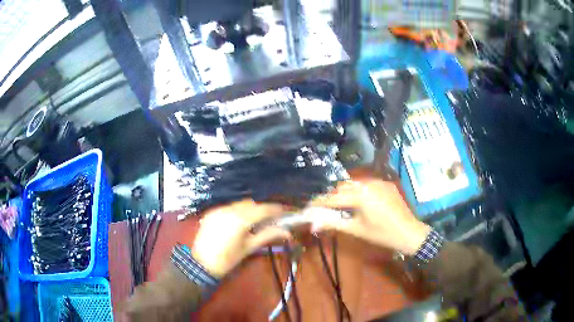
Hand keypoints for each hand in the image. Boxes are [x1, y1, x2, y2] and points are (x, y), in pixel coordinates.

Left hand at [191, 200, 290, 277]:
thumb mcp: (249, 248)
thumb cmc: (228, 259)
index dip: (274, 209)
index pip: (262, 209)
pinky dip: (237, 211)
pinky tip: (239, 221)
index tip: (283, 211)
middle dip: (262, 209)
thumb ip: (267, 235)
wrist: (201, 264)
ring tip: (255, 220)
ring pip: (239, 204)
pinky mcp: (211, 212)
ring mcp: (219, 210)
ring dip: (249, 209)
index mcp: (240, 219)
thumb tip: (286, 232)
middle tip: (270, 218)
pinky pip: (229, 207)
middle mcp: (229, 210)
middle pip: (251, 204)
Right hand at [310, 180, 430, 254]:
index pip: (334, 197)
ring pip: (355, 184)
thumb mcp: (357, 230)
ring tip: (341, 206)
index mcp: (361, 195)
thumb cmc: (382, 234)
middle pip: (343, 186)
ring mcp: (380, 181)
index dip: (319, 202)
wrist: (409, 232)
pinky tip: (359, 202)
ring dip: (345, 192)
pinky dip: (359, 191)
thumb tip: (314, 223)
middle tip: (325, 208)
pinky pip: (367, 184)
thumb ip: (334, 223)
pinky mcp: (386, 184)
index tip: (308, 207)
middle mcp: (369, 183)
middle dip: (332, 196)